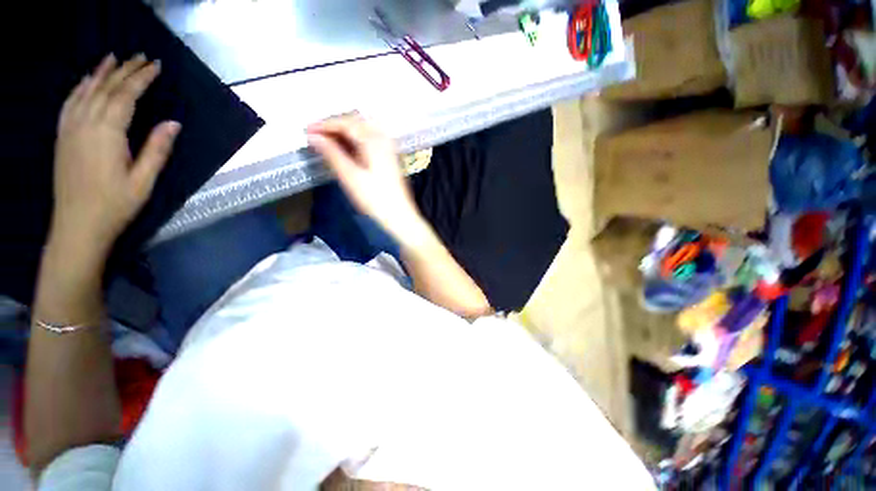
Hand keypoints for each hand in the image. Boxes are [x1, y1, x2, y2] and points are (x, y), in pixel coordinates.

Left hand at [51, 54, 180, 253]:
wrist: (77, 225)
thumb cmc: (114, 205)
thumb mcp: (143, 181)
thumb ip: (156, 150)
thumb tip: (173, 123)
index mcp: (107, 134)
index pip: (126, 96)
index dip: (141, 78)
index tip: (155, 65)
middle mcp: (85, 124)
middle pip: (106, 89)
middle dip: (124, 70)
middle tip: (140, 56)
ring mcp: (70, 129)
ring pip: (85, 91)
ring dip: (100, 73)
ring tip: (112, 58)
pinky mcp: (62, 136)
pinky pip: (69, 103)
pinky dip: (79, 88)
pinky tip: (85, 81)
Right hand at [306, 113, 424, 241]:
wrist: (400, 216)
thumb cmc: (375, 199)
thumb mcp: (350, 176)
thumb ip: (332, 154)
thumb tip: (313, 136)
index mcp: (374, 141)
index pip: (346, 123)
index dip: (324, 125)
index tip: (307, 130)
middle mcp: (384, 139)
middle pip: (356, 122)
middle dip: (335, 126)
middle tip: (316, 135)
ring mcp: (389, 148)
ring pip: (364, 130)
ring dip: (346, 132)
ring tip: (328, 140)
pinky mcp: (390, 158)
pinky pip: (371, 139)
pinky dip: (356, 140)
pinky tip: (347, 149)